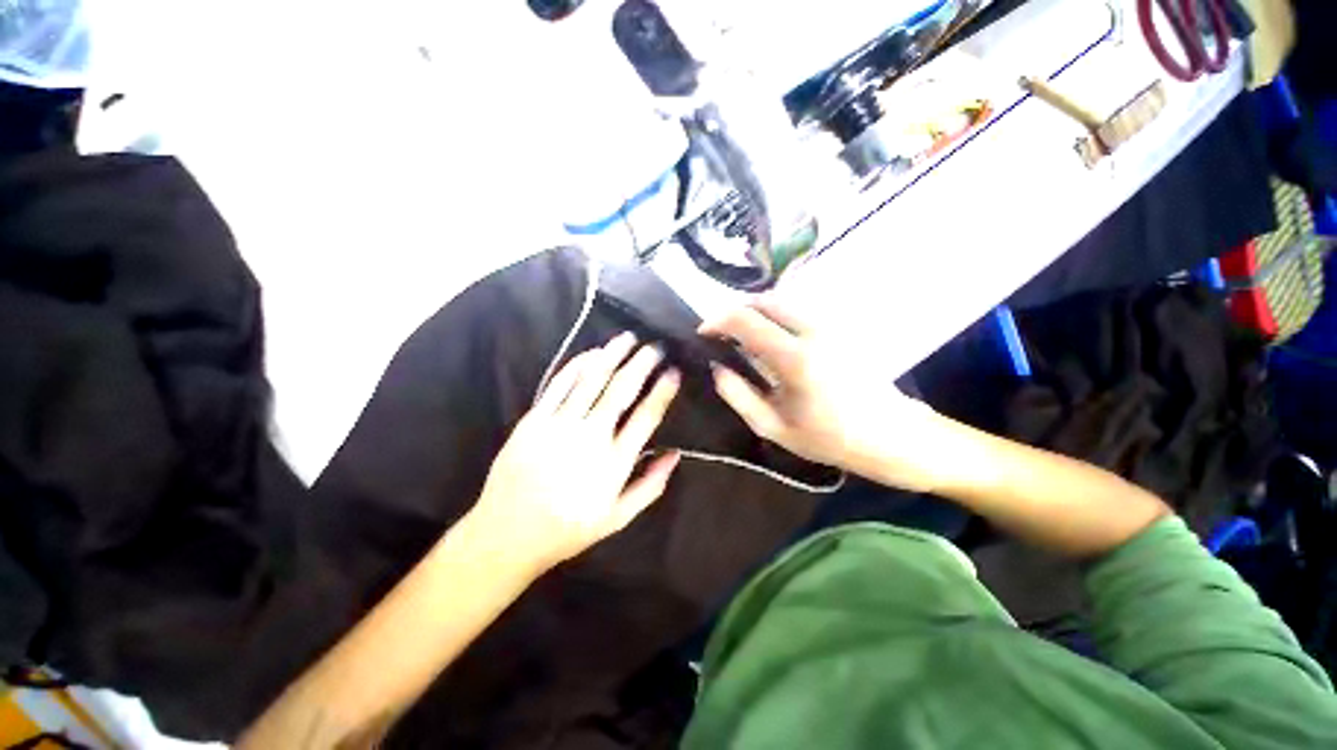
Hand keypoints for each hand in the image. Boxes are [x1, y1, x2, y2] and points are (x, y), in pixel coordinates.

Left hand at [466, 332, 681, 571]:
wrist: (507, 534)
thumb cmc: (568, 528)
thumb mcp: (617, 518)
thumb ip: (650, 486)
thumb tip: (675, 455)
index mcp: (613, 462)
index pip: (646, 417)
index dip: (662, 391)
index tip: (673, 372)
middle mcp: (590, 437)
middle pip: (621, 390)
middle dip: (641, 364)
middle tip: (655, 347)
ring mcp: (559, 425)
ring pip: (591, 380)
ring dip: (612, 355)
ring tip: (627, 338)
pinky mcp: (534, 420)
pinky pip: (559, 385)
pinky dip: (577, 366)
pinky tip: (592, 353)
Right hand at [701, 299, 945, 491]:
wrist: (892, 436)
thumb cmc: (830, 439)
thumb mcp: (774, 427)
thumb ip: (738, 395)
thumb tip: (718, 368)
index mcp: (795, 358)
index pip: (745, 320)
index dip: (717, 321)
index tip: (703, 333)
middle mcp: (814, 330)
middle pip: (765, 299)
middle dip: (737, 310)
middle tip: (722, 333)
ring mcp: (832, 324)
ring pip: (784, 301)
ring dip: (757, 312)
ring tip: (743, 335)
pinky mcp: (842, 327)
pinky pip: (800, 310)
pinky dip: (777, 316)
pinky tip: (772, 338)